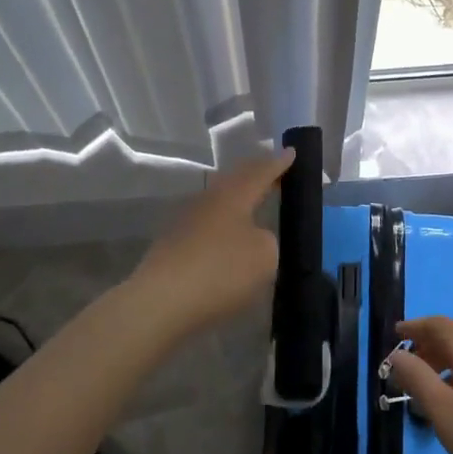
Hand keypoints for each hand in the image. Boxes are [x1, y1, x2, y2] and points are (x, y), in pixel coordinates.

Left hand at [127, 149, 293, 339]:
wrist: (161, 302)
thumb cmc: (220, 271)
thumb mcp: (264, 256)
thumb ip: (266, 240)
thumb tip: (251, 237)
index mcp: (233, 195)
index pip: (260, 172)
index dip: (278, 163)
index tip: (291, 151)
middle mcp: (208, 200)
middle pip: (235, 181)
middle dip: (256, 175)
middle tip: (274, 173)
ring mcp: (186, 221)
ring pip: (219, 202)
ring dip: (238, 200)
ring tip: (254, 204)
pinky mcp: (173, 245)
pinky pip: (207, 225)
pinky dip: (223, 226)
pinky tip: (229, 239)